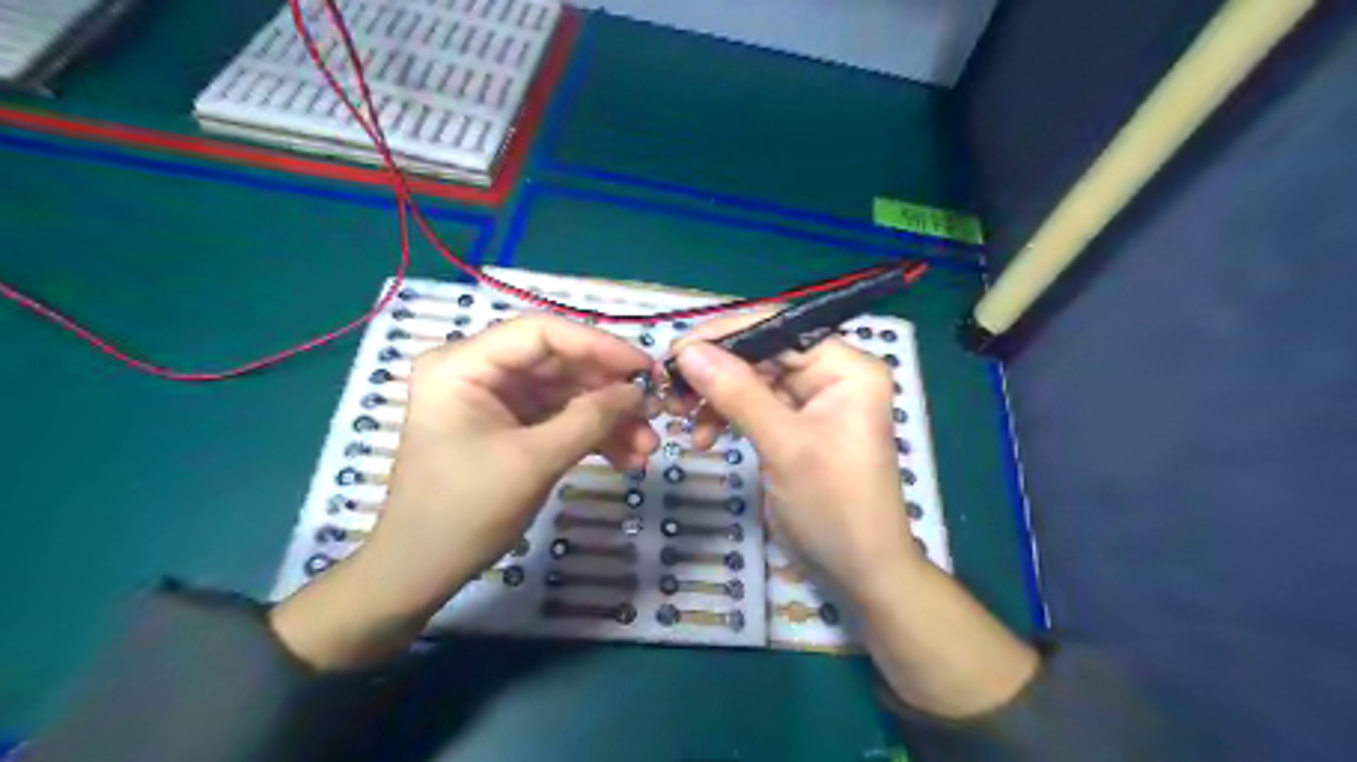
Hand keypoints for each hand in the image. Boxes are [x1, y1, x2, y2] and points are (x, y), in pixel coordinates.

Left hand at [272, 315, 657, 667]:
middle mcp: (479, 370)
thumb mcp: (533, 461)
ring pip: (567, 393)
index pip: (541, 333)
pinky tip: (626, 458)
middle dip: (610, 392)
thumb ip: (589, 419)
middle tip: (654, 414)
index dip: (598, 346)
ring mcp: (497, 399)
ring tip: (646, 448)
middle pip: (560, 363)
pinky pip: (560, 418)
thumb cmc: (465, 511)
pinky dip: (593, 436)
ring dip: (608, 419)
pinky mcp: (511, 425)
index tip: (645, 369)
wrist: (422, 571)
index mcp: (464, 364)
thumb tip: (639, 392)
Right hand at [673, 314, 928, 603]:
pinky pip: (753, 407)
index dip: (725, 334)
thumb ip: (737, 392)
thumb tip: (687, 350)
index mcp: (845, 367)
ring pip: (751, 380)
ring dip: (715, 396)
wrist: (859, 571)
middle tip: (669, 389)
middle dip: (714, 371)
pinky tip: (703, 438)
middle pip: (761, 353)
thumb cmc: (833, 504)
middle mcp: (831, 375)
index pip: (778, 329)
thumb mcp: (784, 445)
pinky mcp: (794, 427)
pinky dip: (726, 417)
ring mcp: (812, 402)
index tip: (676, 351)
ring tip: (681, 418)